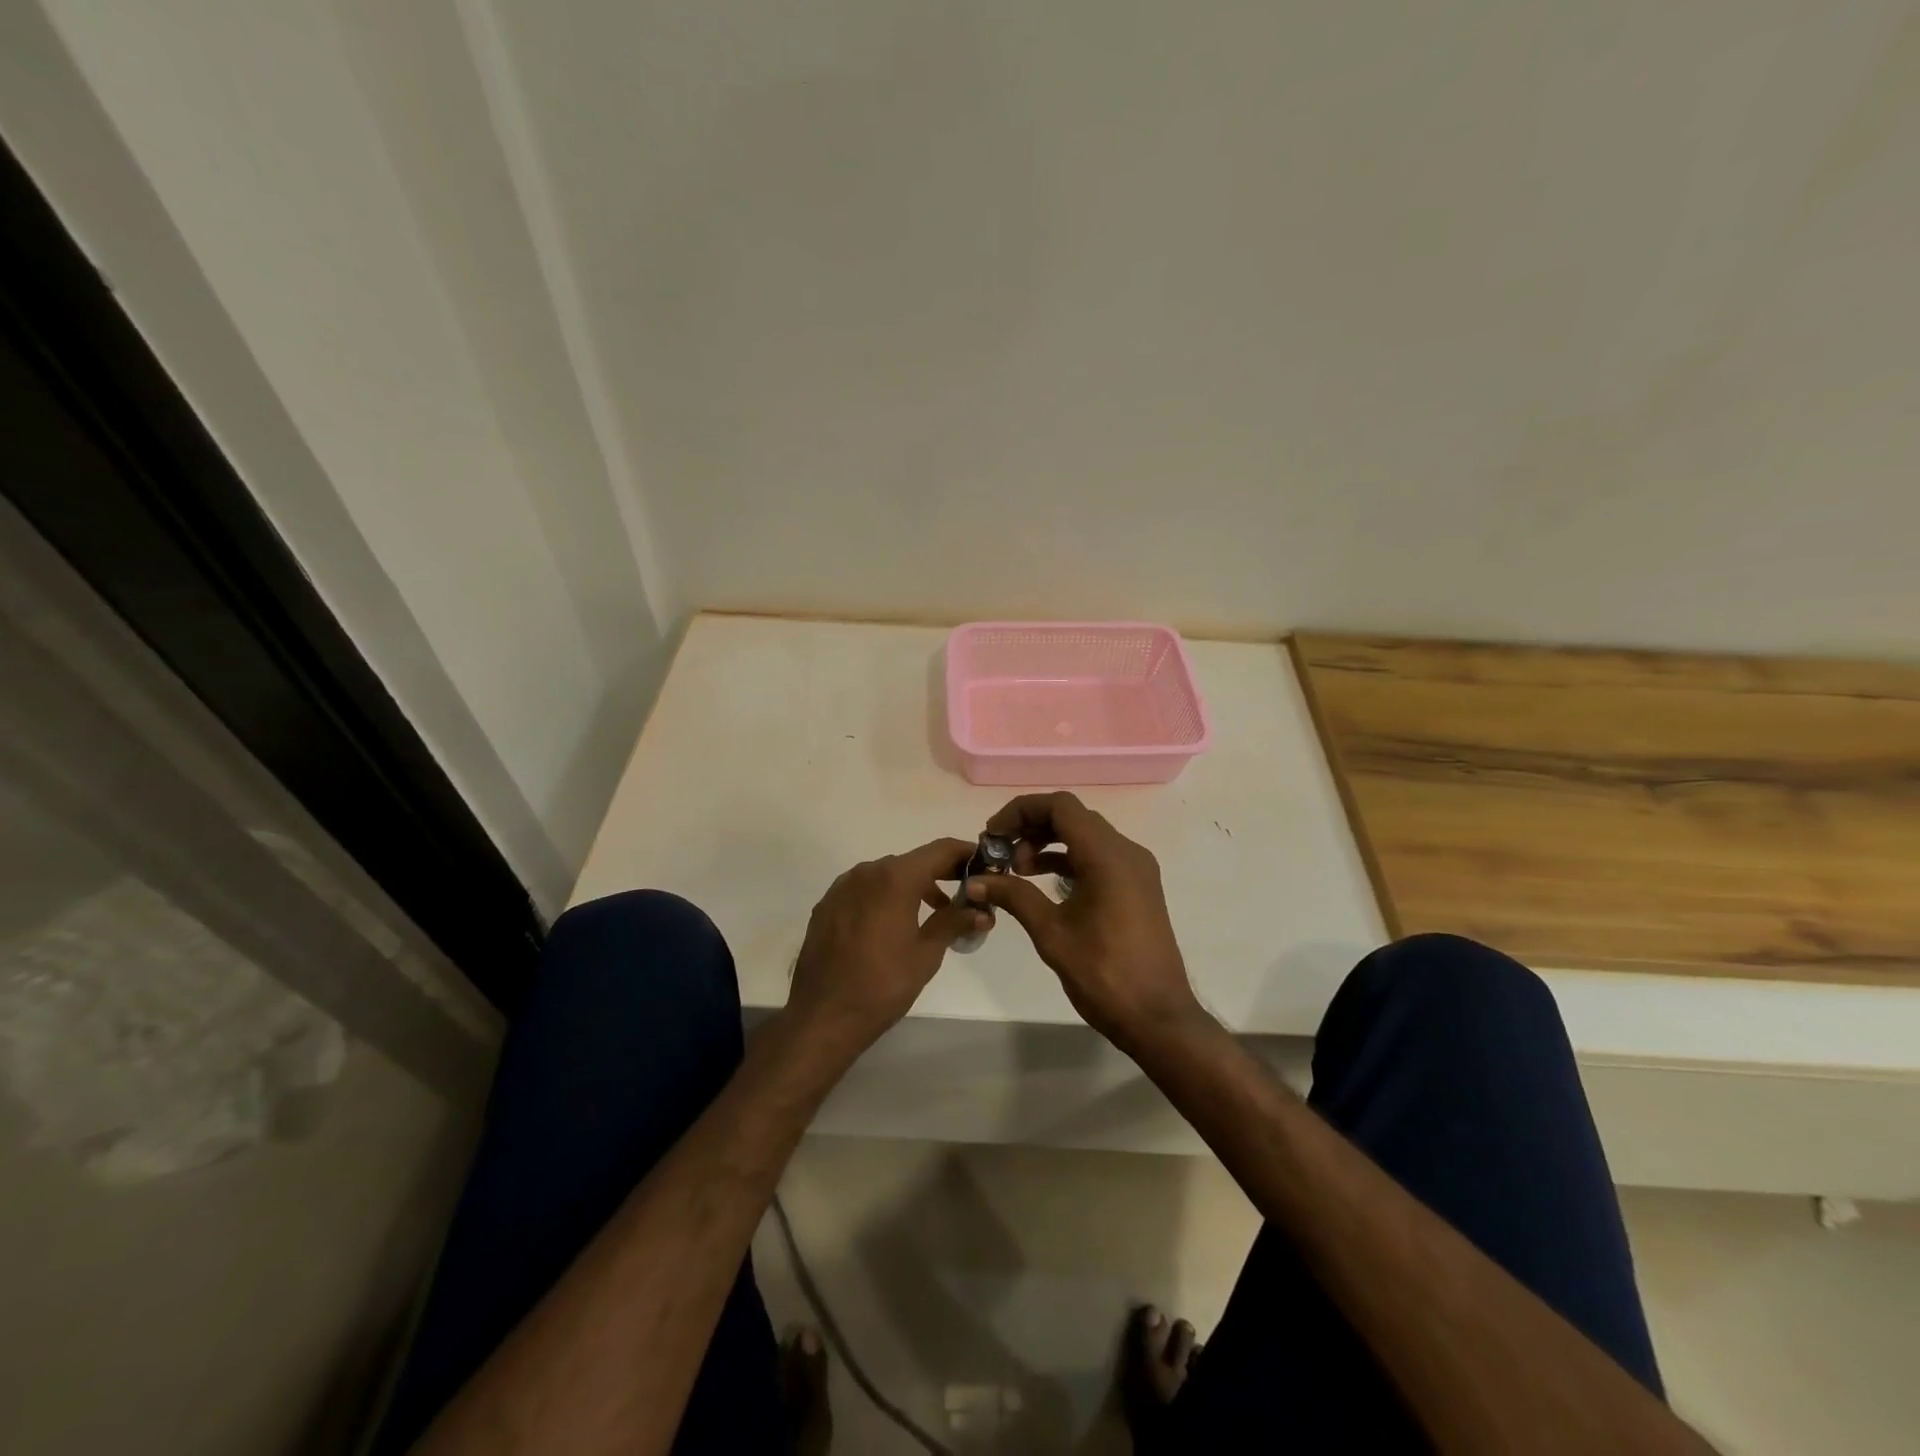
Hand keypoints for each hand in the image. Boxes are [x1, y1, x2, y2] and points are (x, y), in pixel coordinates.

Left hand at [786, 837, 985, 1053]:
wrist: (822, 1016)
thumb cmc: (882, 985)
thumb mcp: (926, 954)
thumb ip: (954, 923)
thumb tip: (982, 911)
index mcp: (895, 878)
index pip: (940, 850)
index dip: (965, 853)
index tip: (985, 864)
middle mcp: (867, 872)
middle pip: (913, 861)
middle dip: (941, 873)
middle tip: (965, 892)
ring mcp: (843, 887)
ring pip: (887, 875)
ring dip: (912, 886)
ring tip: (933, 912)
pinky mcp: (827, 905)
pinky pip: (865, 889)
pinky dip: (885, 897)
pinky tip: (893, 924)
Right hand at [965, 792, 1206, 1051]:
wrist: (1158, 1017)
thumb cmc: (1103, 974)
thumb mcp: (1051, 933)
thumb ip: (1014, 897)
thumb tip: (975, 880)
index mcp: (1108, 856)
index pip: (1060, 806)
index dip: (1021, 811)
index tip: (993, 835)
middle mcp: (1126, 851)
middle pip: (1073, 817)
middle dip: (1032, 827)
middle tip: (1001, 854)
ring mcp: (1136, 869)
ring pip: (1086, 835)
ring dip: (1049, 843)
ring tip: (1016, 870)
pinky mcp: (1137, 887)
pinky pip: (1098, 857)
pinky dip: (1068, 860)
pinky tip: (1042, 882)